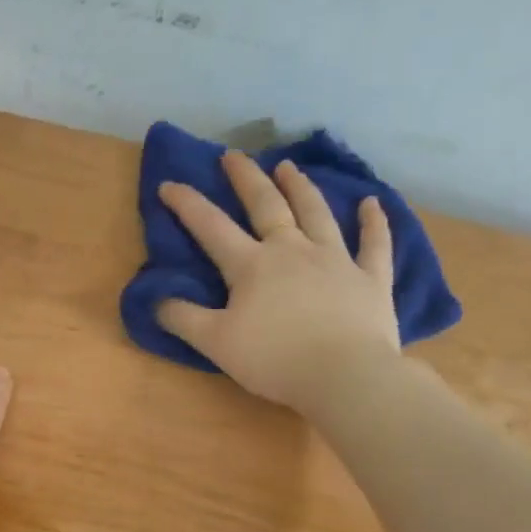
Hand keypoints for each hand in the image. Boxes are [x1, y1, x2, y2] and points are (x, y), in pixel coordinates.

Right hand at [157, 151, 398, 409]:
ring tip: (288, 166)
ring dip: (300, 187)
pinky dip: (373, 222)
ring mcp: (335, 259)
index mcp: (252, 266)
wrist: (344, 376)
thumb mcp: (216, 343)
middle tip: (233, 155)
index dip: (187, 204)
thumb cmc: (274, 359)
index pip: (211, 227)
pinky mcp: (370, 277)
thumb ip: (183, 319)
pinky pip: (374, 243)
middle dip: (246, 178)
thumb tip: (156, 300)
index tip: (169, 184)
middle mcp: (292, 250)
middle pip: (266, 205)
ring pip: (316, 213)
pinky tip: (371, 204)